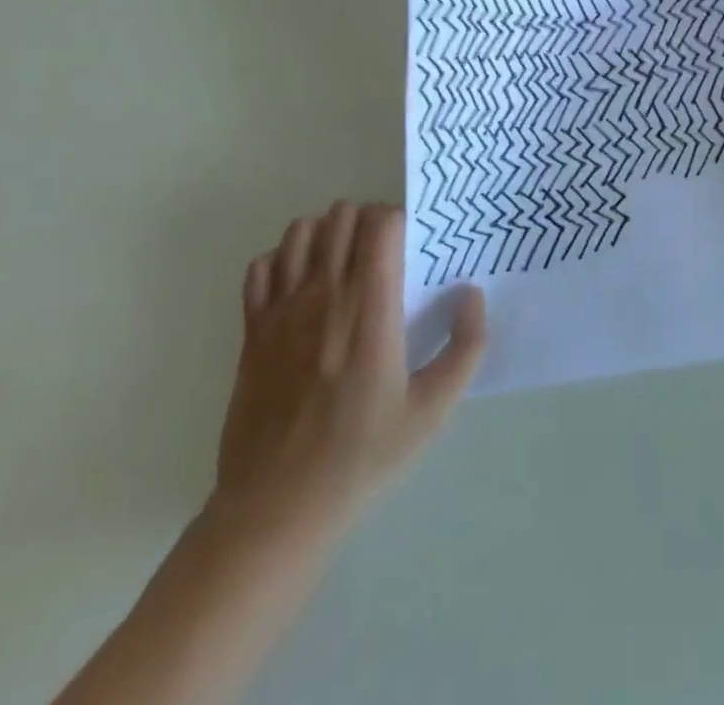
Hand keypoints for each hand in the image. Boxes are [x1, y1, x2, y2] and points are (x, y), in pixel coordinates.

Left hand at [209, 201, 486, 562]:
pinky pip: (261, 266)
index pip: (380, 223)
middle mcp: (324, 294)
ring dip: (326, 234)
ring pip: (300, 231)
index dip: (399, 220)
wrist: (275, 508)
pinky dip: (282, 262)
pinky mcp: (251, 330)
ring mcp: (280, 310)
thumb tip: (472, 294)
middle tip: (382, 253)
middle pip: (342, 215)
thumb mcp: (432, 411)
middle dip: (367, 220)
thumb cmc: (361, 457)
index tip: (410, 247)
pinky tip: (300, 288)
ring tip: (343, 263)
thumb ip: (465, 348)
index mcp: (370, 308)